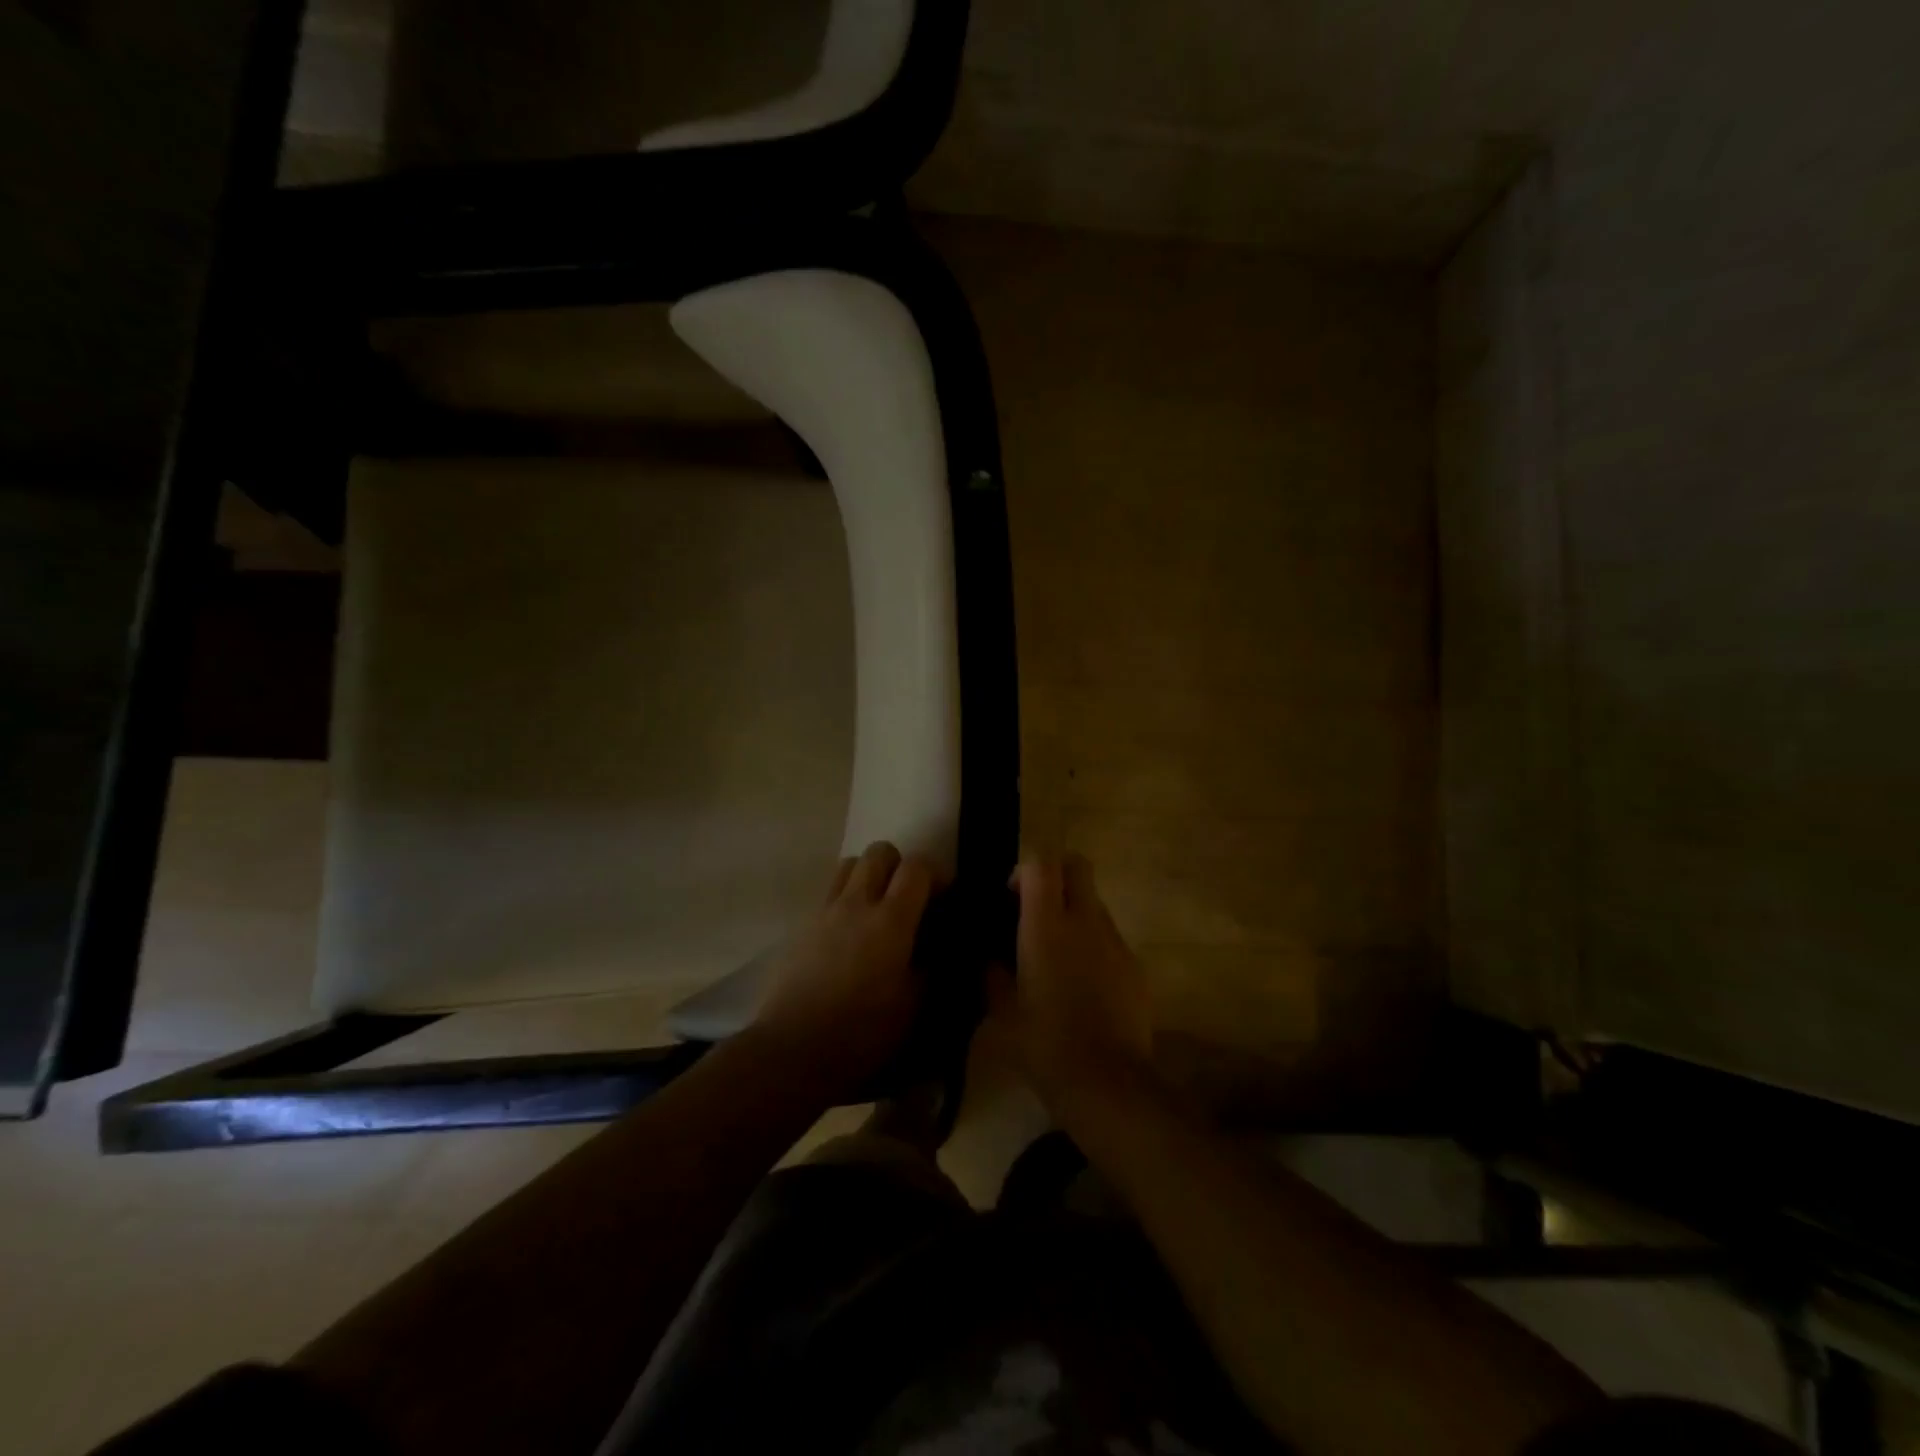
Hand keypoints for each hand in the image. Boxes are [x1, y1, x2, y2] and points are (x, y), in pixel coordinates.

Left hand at [750, 841, 939, 1093]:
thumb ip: (932, 968)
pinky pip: (828, 894)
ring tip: (876, 909)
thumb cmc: (863, 1032)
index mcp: (891, 920)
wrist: (794, 1050)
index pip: (918, 867)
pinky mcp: (801, 927)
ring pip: (849, 864)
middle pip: (879, 852)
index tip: (943, 899)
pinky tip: (848, 935)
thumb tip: (939, 948)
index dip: (936, 875)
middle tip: (908, 899)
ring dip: (868, 876)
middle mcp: (857, 903)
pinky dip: (845, 900)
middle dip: (899, 866)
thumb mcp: (914, 1006)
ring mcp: (824, 912)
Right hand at [988, 854, 1154, 1110]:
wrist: (1107, 1083)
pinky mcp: (1136, 965)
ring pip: (1095, 902)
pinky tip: (1082, 982)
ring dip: (1075, 911)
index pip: (1041, 862)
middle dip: (1056, 874)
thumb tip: (989, 957)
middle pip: (1077, 865)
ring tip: (1057, 951)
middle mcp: (1085, 921)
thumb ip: (992, 973)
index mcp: (1047, 925)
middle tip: (1035, 907)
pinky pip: (1110, 937)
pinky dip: (1093, 943)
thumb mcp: (1002, 1011)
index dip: (1024, 869)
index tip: (1010, 895)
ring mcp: (1115, 941)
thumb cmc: (1044, 1044)